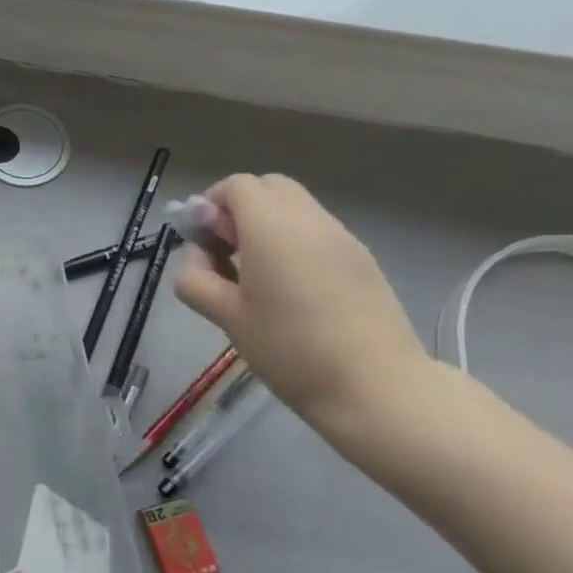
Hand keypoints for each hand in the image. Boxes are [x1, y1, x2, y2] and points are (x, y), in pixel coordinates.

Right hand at [171, 174, 430, 425]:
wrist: (375, 387)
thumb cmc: (290, 349)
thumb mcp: (226, 317)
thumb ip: (197, 279)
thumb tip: (197, 258)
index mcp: (271, 227)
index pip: (236, 186)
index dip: (210, 205)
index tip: (203, 242)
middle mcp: (309, 220)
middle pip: (269, 187)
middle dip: (241, 209)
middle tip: (228, 252)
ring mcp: (342, 238)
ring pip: (296, 208)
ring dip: (269, 226)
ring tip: (258, 276)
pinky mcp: (363, 260)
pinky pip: (318, 233)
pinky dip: (296, 243)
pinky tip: (292, 290)